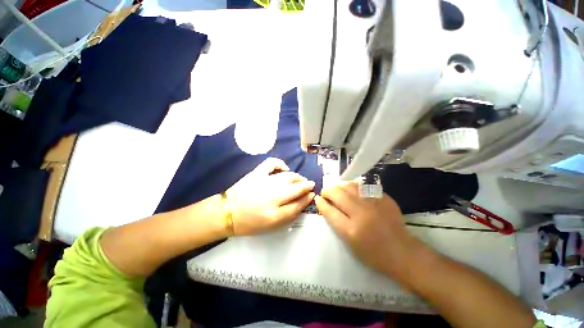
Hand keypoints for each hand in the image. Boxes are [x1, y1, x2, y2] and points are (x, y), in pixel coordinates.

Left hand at [225, 158, 315, 235]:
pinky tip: (284, 169)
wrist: (227, 213)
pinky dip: (280, 164)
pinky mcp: (256, 173)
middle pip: (296, 189)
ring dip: (298, 177)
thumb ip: (289, 215)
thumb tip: (302, 201)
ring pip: (288, 176)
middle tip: (310, 185)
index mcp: (274, 215)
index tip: (312, 195)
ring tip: (301, 179)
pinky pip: (272, 163)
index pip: (298, 204)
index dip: (307, 199)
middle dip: (307, 186)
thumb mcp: (271, 226)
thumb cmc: (249, 223)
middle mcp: (271, 198)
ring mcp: (264, 183)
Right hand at [315, 182, 422, 278]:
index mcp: (351, 230)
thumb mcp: (350, 244)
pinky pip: (364, 186)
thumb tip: (327, 206)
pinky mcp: (383, 198)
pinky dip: (353, 185)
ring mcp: (374, 204)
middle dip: (327, 191)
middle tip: (326, 193)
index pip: (330, 211)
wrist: (403, 252)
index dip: (321, 203)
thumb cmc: (373, 254)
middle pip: (338, 194)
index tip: (318, 199)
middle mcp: (361, 214)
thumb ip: (336, 223)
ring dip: (339, 186)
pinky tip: (351, 188)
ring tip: (337, 189)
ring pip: (349, 186)